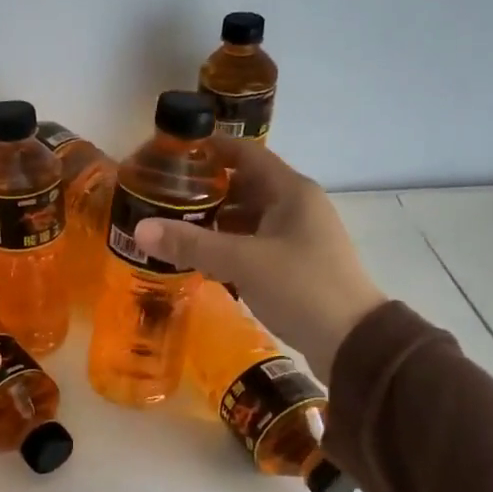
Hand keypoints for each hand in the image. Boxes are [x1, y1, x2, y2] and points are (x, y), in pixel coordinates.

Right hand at [131, 141, 386, 379]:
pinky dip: (229, 247)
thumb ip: (192, 244)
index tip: (174, 152)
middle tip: (164, 196)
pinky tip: (201, 259)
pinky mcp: (295, 266)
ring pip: (249, 219)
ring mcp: (298, 238)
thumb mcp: (242, 263)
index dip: (212, 149)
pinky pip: (254, 245)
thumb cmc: (302, 287)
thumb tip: (140, 229)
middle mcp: (297, 207)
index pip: (246, 155)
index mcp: (292, 192)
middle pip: (245, 186)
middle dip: (206, 190)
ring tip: (174, 227)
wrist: (352, 341)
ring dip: (216, 222)